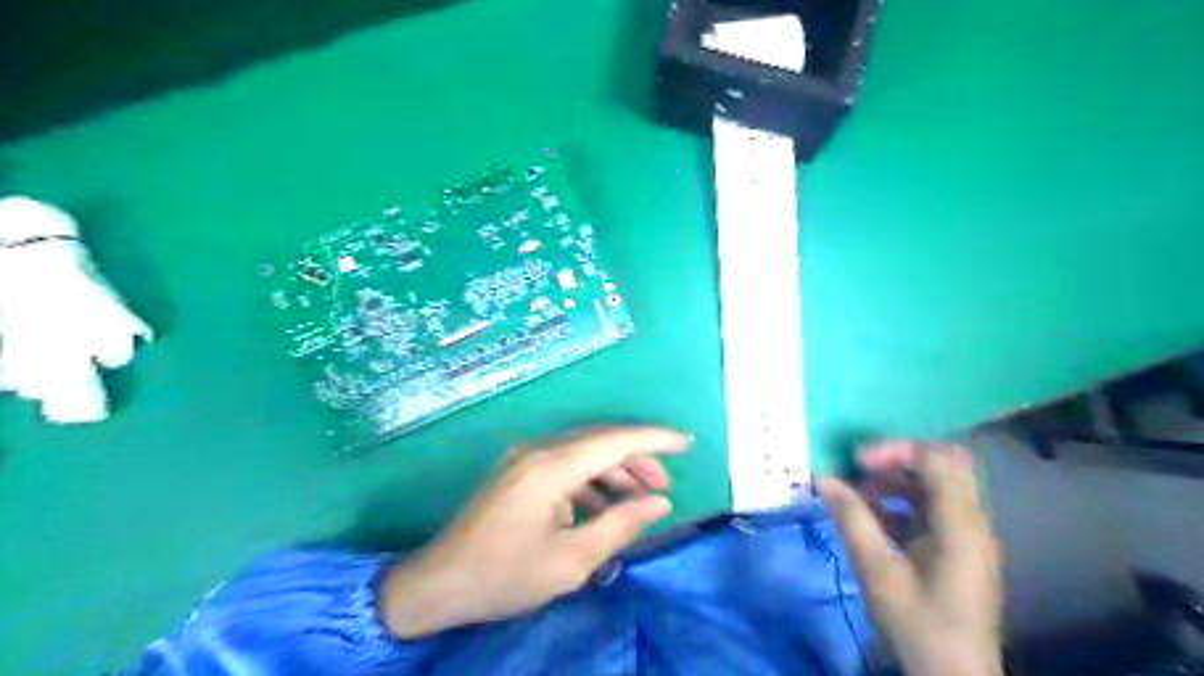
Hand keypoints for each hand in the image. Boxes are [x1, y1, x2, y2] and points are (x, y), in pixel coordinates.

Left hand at [380, 425, 692, 637]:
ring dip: (614, 470)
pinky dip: (590, 480)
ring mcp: (524, 458)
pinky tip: (602, 506)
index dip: (654, 439)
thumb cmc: (505, 574)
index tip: (686, 443)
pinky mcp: (517, 471)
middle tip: (663, 486)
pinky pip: (565, 464)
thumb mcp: (571, 560)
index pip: (615, 440)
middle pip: (600, 441)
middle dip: (637, 459)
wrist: (437, 584)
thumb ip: (620, 526)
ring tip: (639, 499)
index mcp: (552, 467)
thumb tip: (659, 503)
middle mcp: (538, 450)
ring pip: (583, 451)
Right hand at [819, 441, 1008, 675]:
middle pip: (942, 466)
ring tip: (858, 496)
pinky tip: (873, 520)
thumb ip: (850, 518)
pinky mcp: (958, 551)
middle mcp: (972, 523)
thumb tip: (822, 478)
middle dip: (896, 461)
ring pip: (935, 487)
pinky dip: (902, 504)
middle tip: (859, 470)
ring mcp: (967, 537)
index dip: (895, 450)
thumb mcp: (876, 571)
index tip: (856, 462)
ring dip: (896, 482)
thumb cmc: (917, 626)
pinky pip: (931, 510)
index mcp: (961, 526)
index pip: (938, 459)